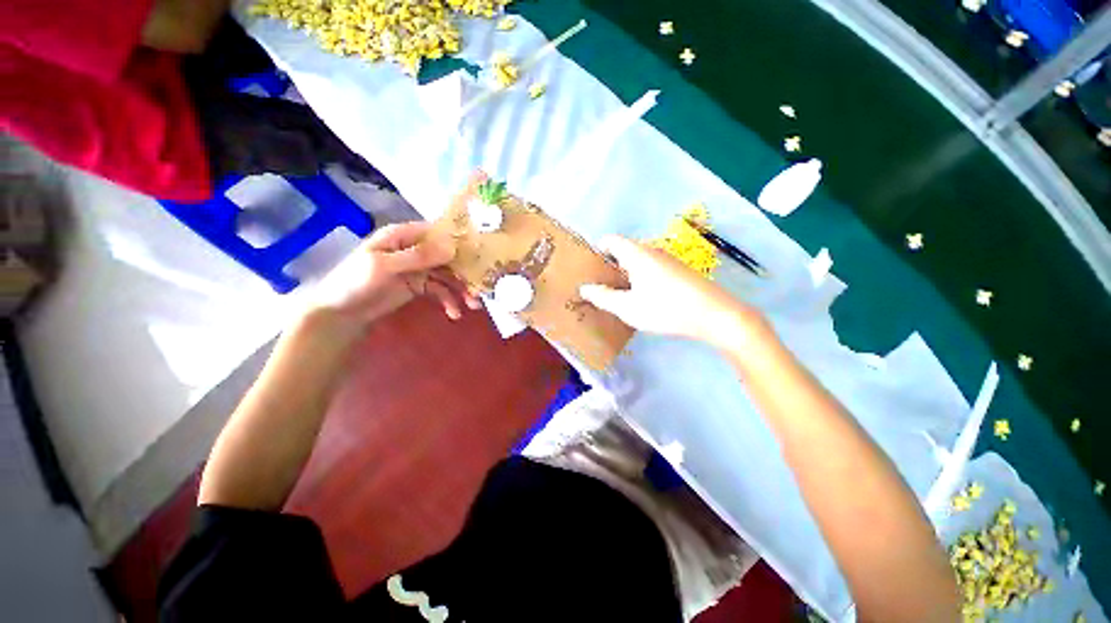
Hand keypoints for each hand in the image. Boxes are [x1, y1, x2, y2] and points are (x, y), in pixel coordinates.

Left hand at [311, 222, 480, 328]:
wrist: (341, 313)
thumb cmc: (355, 282)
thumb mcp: (385, 266)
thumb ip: (418, 256)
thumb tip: (452, 248)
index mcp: (404, 235)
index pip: (438, 232)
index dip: (460, 241)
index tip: (483, 254)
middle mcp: (415, 248)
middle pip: (448, 256)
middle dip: (465, 272)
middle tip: (481, 288)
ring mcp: (418, 268)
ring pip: (448, 275)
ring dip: (461, 289)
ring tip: (473, 305)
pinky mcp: (419, 286)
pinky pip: (440, 290)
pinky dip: (449, 301)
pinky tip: (454, 313)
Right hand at [579, 236, 760, 346]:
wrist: (715, 314)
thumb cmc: (666, 309)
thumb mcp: (628, 307)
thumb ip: (603, 297)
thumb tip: (584, 288)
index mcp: (637, 253)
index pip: (610, 240)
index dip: (597, 251)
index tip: (590, 270)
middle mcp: (652, 250)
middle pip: (624, 250)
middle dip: (610, 265)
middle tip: (601, 286)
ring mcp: (668, 259)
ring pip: (639, 260)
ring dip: (626, 273)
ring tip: (619, 295)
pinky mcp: (679, 270)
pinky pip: (652, 268)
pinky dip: (641, 278)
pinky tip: (644, 298)